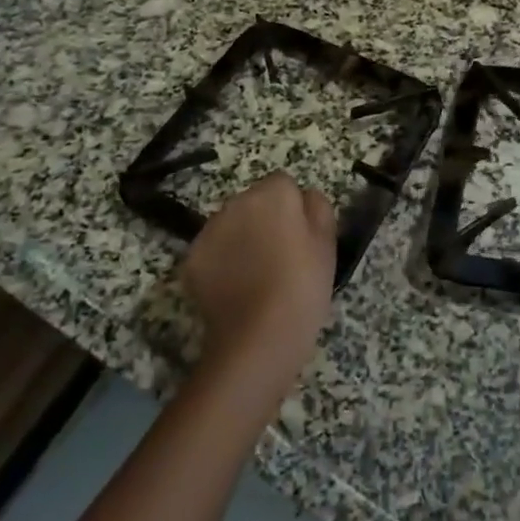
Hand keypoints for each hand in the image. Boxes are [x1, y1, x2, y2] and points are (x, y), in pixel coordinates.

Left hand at [183, 171, 336, 387]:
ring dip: (241, 237)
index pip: (283, 183)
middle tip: (280, 255)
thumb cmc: (303, 286)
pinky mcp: (191, 260)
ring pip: (230, 224)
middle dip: (264, 219)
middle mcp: (237, 202)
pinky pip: (212, 250)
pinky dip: (221, 262)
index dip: (293, 207)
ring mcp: (210, 230)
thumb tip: (306, 197)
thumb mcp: (328, 244)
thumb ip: (318, 207)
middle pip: (253, 201)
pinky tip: (235, 288)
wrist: (259, 337)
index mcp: (274, 193)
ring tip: (256, 274)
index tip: (299, 235)